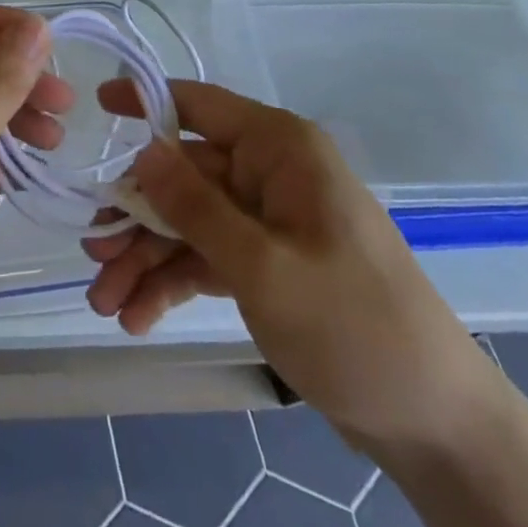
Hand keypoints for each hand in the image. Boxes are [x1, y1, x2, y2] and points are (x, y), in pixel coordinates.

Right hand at [85, 80, 494, 451]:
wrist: (436, 424)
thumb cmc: (352, 325)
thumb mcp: (262, 266)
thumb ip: (195, 206)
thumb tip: (141, 150)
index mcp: (279, 147)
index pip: (198, 104)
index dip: (144, 102)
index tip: (94, 107)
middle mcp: (271, 172)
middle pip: (184, 176)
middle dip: (136, 218)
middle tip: (91, 255)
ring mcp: (271, 219)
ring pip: (191, 221)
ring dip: (147, 258)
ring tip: (105, 302)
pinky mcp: (271, 261)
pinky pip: (210, 256)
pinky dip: (174, 281)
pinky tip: (138, 317)